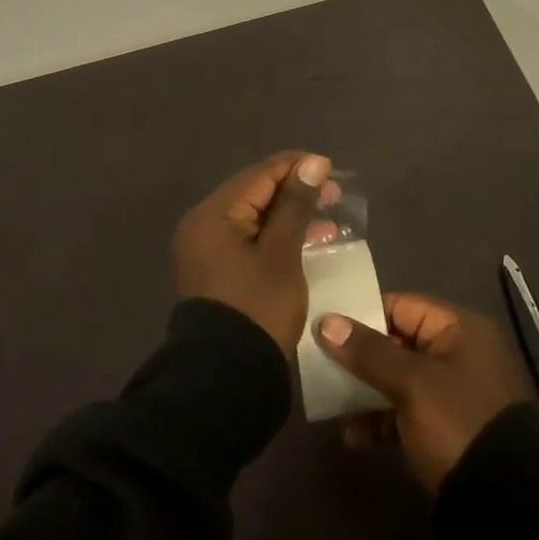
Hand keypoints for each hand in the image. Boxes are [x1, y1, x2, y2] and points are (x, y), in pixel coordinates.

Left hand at [173, 152, 335, 355]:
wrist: (226, 376)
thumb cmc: (257, 307)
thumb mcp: (282, 253)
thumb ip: (296, 205)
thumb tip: (313, 163)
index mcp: (213, 215)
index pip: (259, 175)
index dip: (296, 167)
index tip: (332, 169)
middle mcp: (203, 226)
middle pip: (254, 193)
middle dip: (295, 191)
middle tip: (334, 195)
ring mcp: (207, 250)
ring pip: (254, 217)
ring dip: (289, 215)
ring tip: (328, 220)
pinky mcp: (217, 271)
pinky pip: (249, 239)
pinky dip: (276, 236)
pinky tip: (307, 241)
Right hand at [316, 294, 532, 489]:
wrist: (504, 501)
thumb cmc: (457, 422)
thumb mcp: (411, 383)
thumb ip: (368, 351)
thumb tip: (326, 321)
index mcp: (459, 329)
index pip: (402, 306)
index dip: (363, 313)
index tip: (325, 325)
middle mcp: (458, 354)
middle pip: (397, 342)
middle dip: (359, 355)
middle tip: (319, 362)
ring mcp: (452, 393)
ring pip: (398, 379)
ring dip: (365, 389)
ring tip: (328, 400)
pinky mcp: (446, 428)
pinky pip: (405, 412)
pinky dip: (380, 419)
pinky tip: (351, 435)